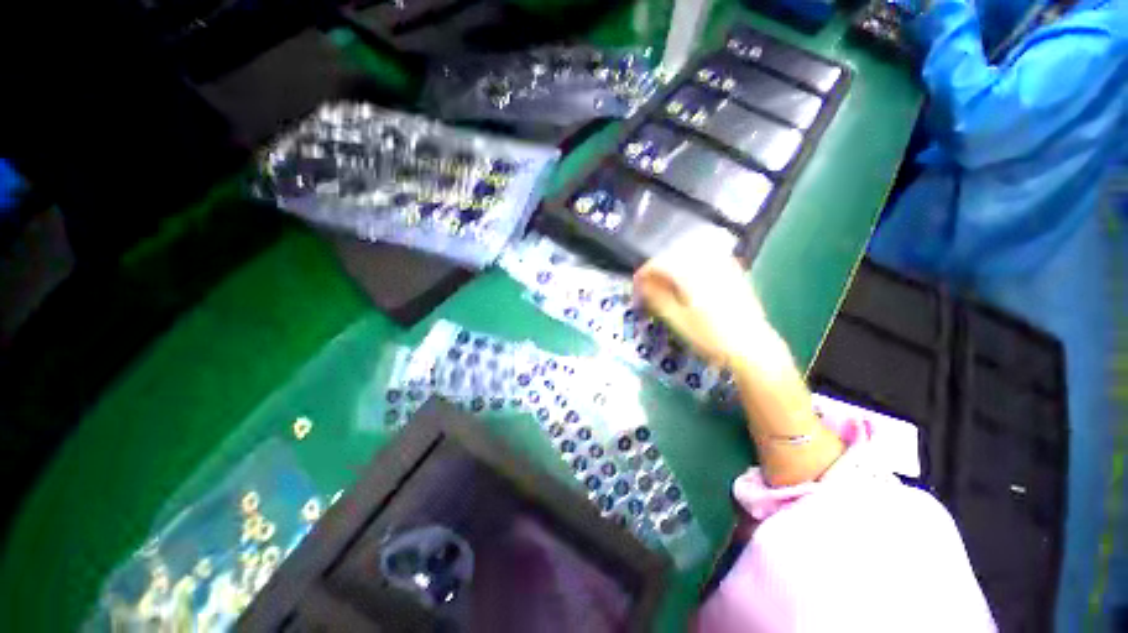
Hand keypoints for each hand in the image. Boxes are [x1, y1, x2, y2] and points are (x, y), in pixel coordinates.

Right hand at [633, 252, 770, 369]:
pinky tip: (690, 278)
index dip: (643, 273)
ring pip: (689, 255)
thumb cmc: (710, 336)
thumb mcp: (677, 320)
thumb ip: (657, 297)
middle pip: (673, 255)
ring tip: (666, 284)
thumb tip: (642, 283)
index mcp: (691, 274)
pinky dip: (692, 265)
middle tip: (649, 287)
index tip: (636, 286)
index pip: (659, 263)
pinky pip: (707, 258)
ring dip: (673, 266)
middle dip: (657, 269)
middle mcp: (706, 263)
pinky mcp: (733, 271)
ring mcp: (723, 265)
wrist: (751, 346)